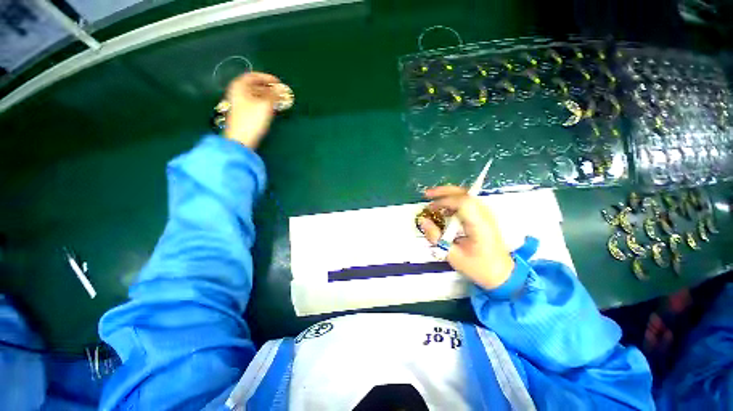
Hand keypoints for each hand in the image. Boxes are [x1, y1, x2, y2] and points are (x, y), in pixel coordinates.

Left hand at [224, 72, 282, 148]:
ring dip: (267, 96)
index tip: (278, 83)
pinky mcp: (243, 113)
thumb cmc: (252, 119)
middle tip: (280, 92)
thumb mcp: (265, 105)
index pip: (253, 76)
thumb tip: (281, 89)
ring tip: (278, 101)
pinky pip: (254, 103)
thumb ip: (274, 95)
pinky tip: (271, 108)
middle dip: (268, 88)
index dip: (267, 77)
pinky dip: (263, 103)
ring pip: (255, 95)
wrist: (241, 139)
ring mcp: (239, 103)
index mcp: (239, 86)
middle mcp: (237, 92)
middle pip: (254, 85)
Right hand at [419, 186, 514, 289]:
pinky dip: (453, 202)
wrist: (502, 274)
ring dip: (448, 195)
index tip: (431, 207)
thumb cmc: (478, 267)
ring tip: (433, 201)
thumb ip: (436, 237)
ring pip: (466, 196)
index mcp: (479, 225)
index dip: (445, 201)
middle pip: (465, 194)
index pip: (464, 203)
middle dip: (444, 191)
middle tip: (427, 194)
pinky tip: (444, 209)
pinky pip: (467, 203)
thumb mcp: (453, 256)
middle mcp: (484, 216)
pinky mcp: (483, 217)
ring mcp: (486, 215)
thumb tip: (423, 221)